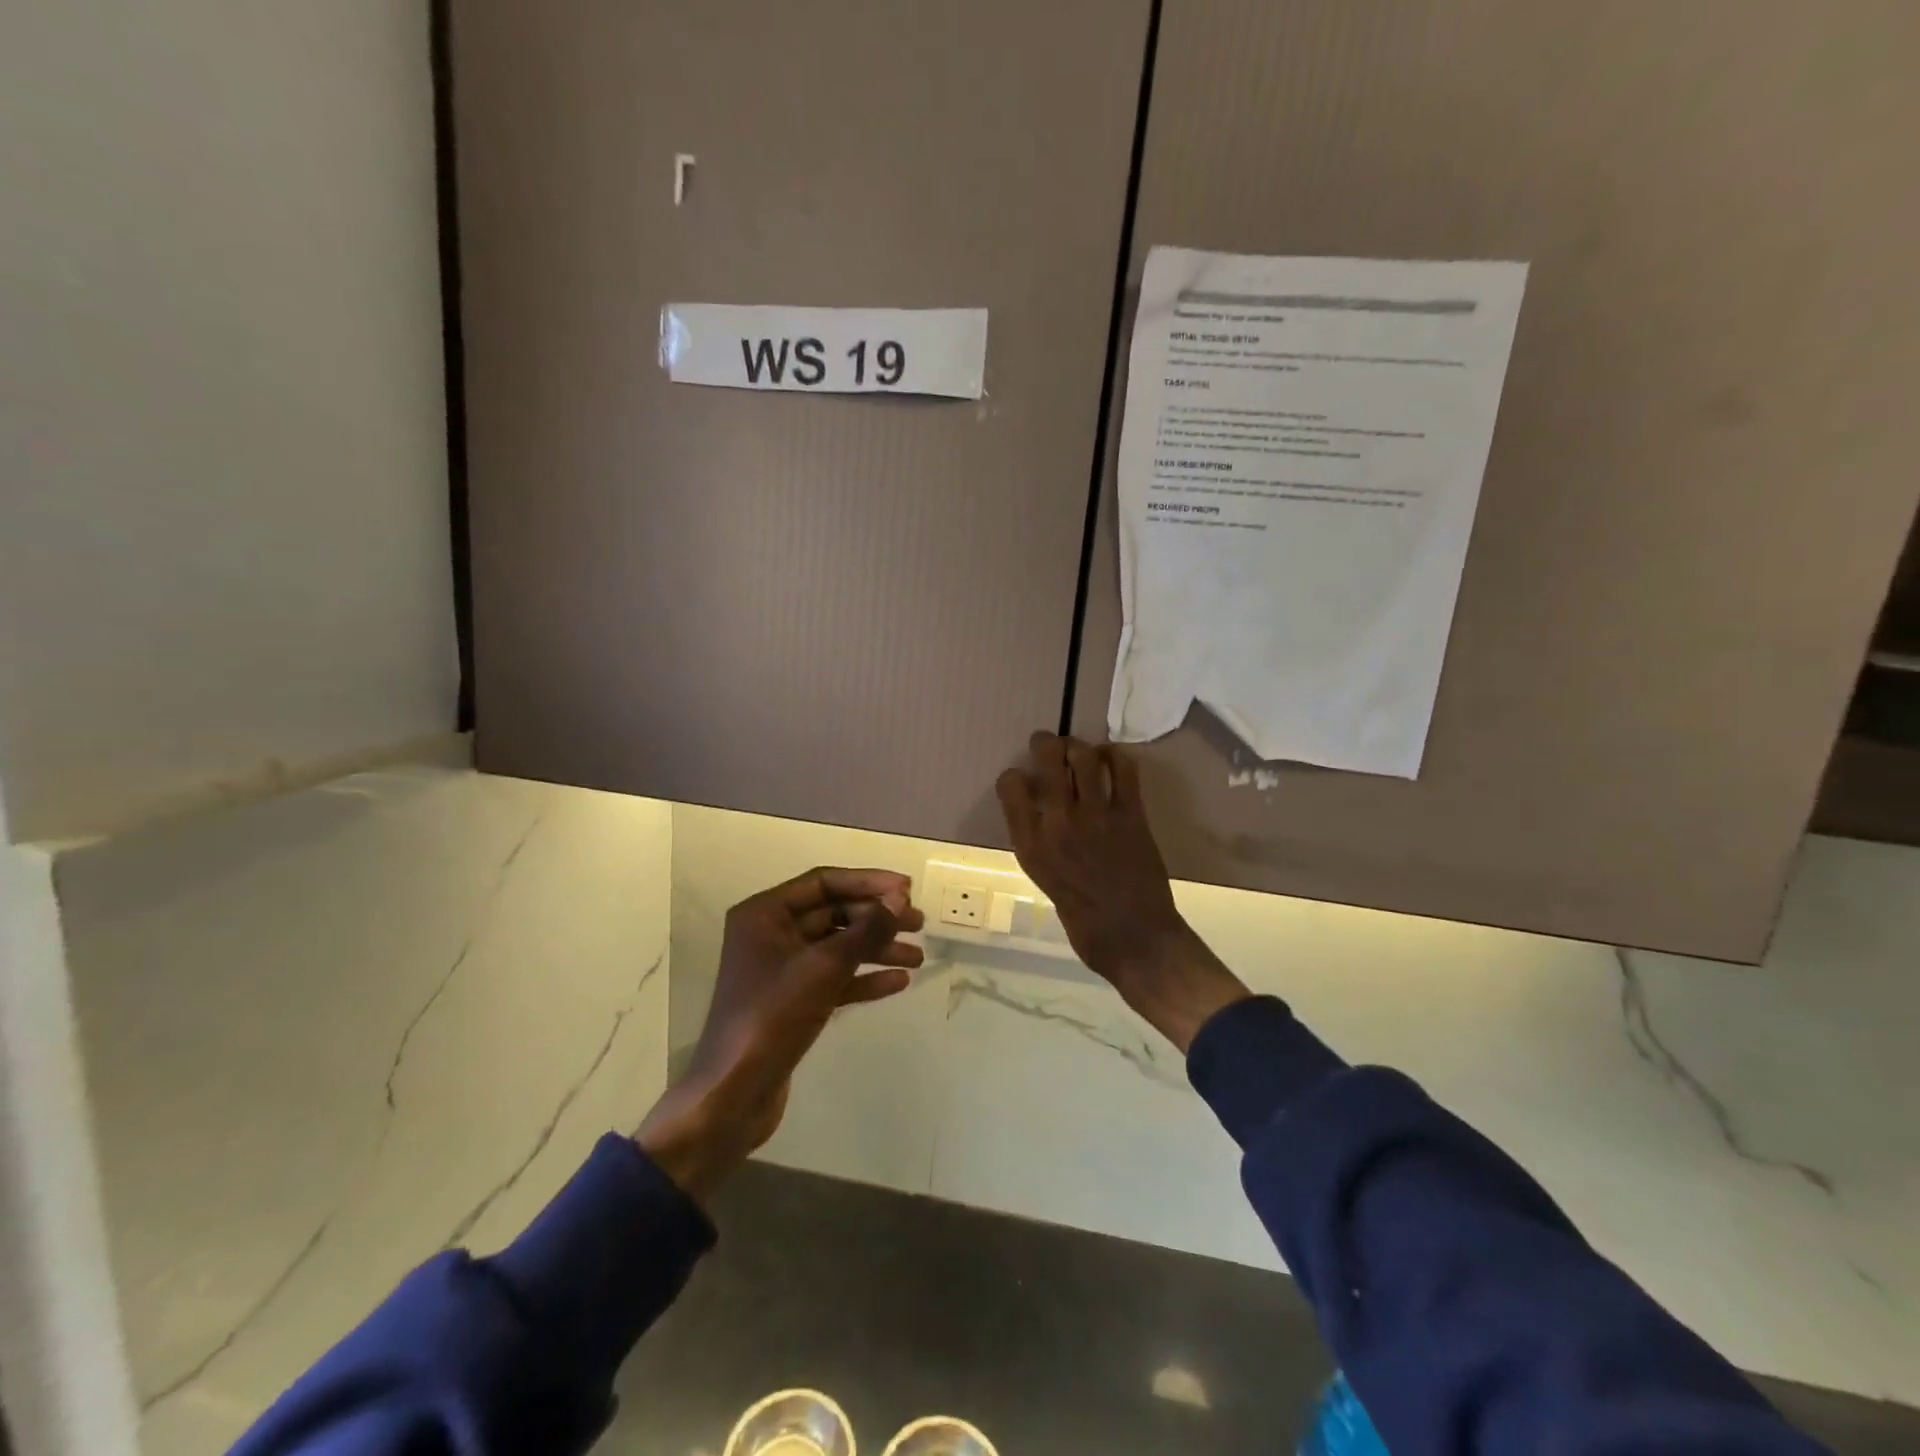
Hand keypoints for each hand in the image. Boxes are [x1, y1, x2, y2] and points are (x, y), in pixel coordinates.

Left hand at [636, 868, 923, 1201]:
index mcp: (764, 913)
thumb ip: (866, 929)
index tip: (907, 889)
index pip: (824, 882)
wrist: (733, 1094)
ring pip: (837, 947)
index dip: (868, 882)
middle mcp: (770, 934)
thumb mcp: (824, 967)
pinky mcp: (792, 1001)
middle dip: (877, 918)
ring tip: (917, 957)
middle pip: (833, 913)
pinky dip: (863, 978)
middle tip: (919, 924)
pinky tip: (898, 983)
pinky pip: (834, 977)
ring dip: (876, 948)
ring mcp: (781, 969)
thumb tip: (899, 898)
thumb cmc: (773, 1017)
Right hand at [997, 733, 1246, 1052]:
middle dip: (1044, 743)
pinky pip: (1124, 770)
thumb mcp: (1044, 879)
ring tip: (1079, 750)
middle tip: (1046, 743)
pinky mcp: (1131, 815)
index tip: (1022, 779)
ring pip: (1084, 756)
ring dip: (1079, 746)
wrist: (1133, 938)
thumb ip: (1039, 842)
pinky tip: (1111, 759)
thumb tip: (1043, 812)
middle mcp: (1058, 822)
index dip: (1014, 776)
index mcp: (1030, 844)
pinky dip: (1116, 756)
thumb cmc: (1083, 921)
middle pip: (1047, 759)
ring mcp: (1096, 815)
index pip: (1010, 786)